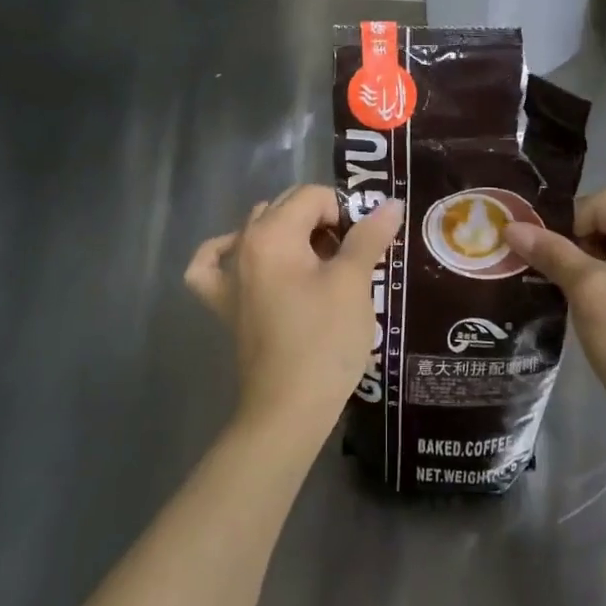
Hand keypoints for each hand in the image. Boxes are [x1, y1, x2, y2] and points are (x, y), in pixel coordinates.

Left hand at [185, 186, 403, 438]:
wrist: (288, 410)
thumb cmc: (324, 341)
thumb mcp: (353, 283)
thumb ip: (368, 236)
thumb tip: (390, 203)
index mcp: (272, 233)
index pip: (313, 196)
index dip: (345, 212)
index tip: (366, 244)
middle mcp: (243, 244)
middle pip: (287, 208)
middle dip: (323, 221)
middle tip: (352, 256)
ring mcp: (228, 276)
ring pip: (259, 230)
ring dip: (291, 235)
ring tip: (321, 265)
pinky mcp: (225, 305)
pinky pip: (214, 265)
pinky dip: (228, 253)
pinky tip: (248, 259)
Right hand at [505, 189, 605, 445]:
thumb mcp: (589, 293)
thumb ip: (551, 252)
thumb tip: (511, 226)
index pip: (601, 203)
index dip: (565, 223)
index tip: (543, 258)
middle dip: (576, 241)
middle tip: (551, 274)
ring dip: (590, 259)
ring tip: (567, 291)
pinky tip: (593, 304)